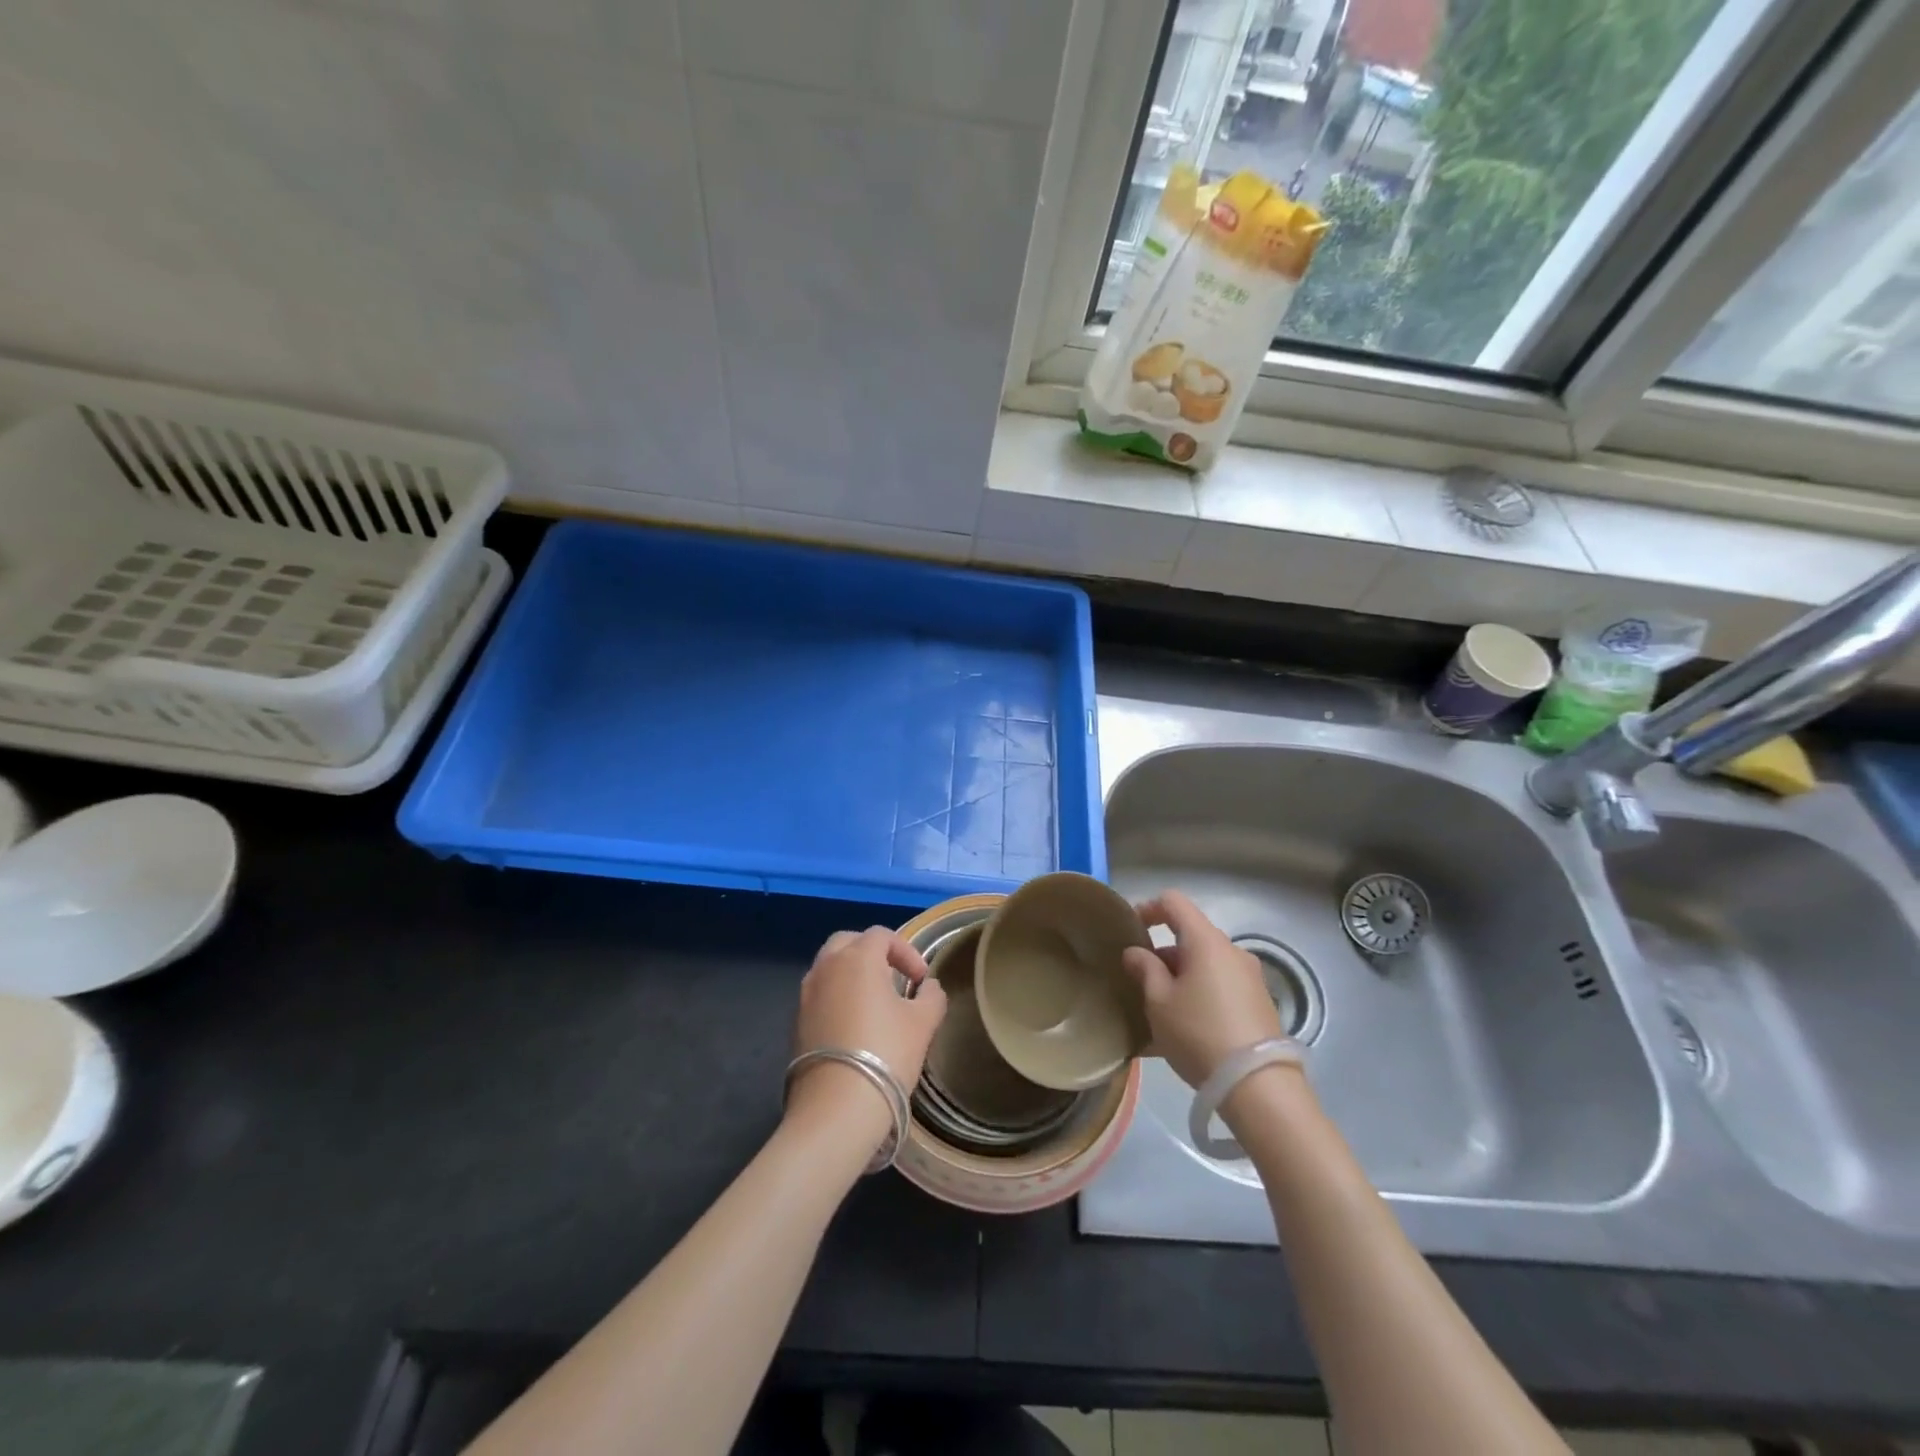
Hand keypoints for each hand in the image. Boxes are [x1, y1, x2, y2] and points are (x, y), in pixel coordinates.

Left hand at [788, 927, 947, 1140]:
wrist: (836, 1107)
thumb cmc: (886, 1054)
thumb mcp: (923, 1023)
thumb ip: (931, 996)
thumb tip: (928, 987)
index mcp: (857, 958)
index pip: (882, 935)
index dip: (906, 951)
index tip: (920, 979)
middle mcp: (826, 967)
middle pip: (848, 942)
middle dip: (872, 953)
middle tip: (893, 977)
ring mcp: (806, 994)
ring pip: (829, 967)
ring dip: (852, 974)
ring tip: (874, 1002)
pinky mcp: (796, 1022)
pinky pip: (819, 994)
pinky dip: (836, 997)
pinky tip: (853, 1026)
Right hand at [1122, 890, 1285, 1088]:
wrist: (1258, 1086)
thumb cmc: (1199, 1033)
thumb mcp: (1159, 1002)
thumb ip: (1144, 969)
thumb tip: (1136, 952)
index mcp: (1206, 941)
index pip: (1174, 902)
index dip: (1148, 909)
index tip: (1130, 931)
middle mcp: (1232, 951)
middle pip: (1191, 936)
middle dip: (1163, 953)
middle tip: (1141, 982)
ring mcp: (1251, 977)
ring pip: (1206, 964)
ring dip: (1181, 976)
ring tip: (1161, 1010)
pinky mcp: (1260, 1003)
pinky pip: (1221, 986)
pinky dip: (1200, 994)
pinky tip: (1186, 1027)